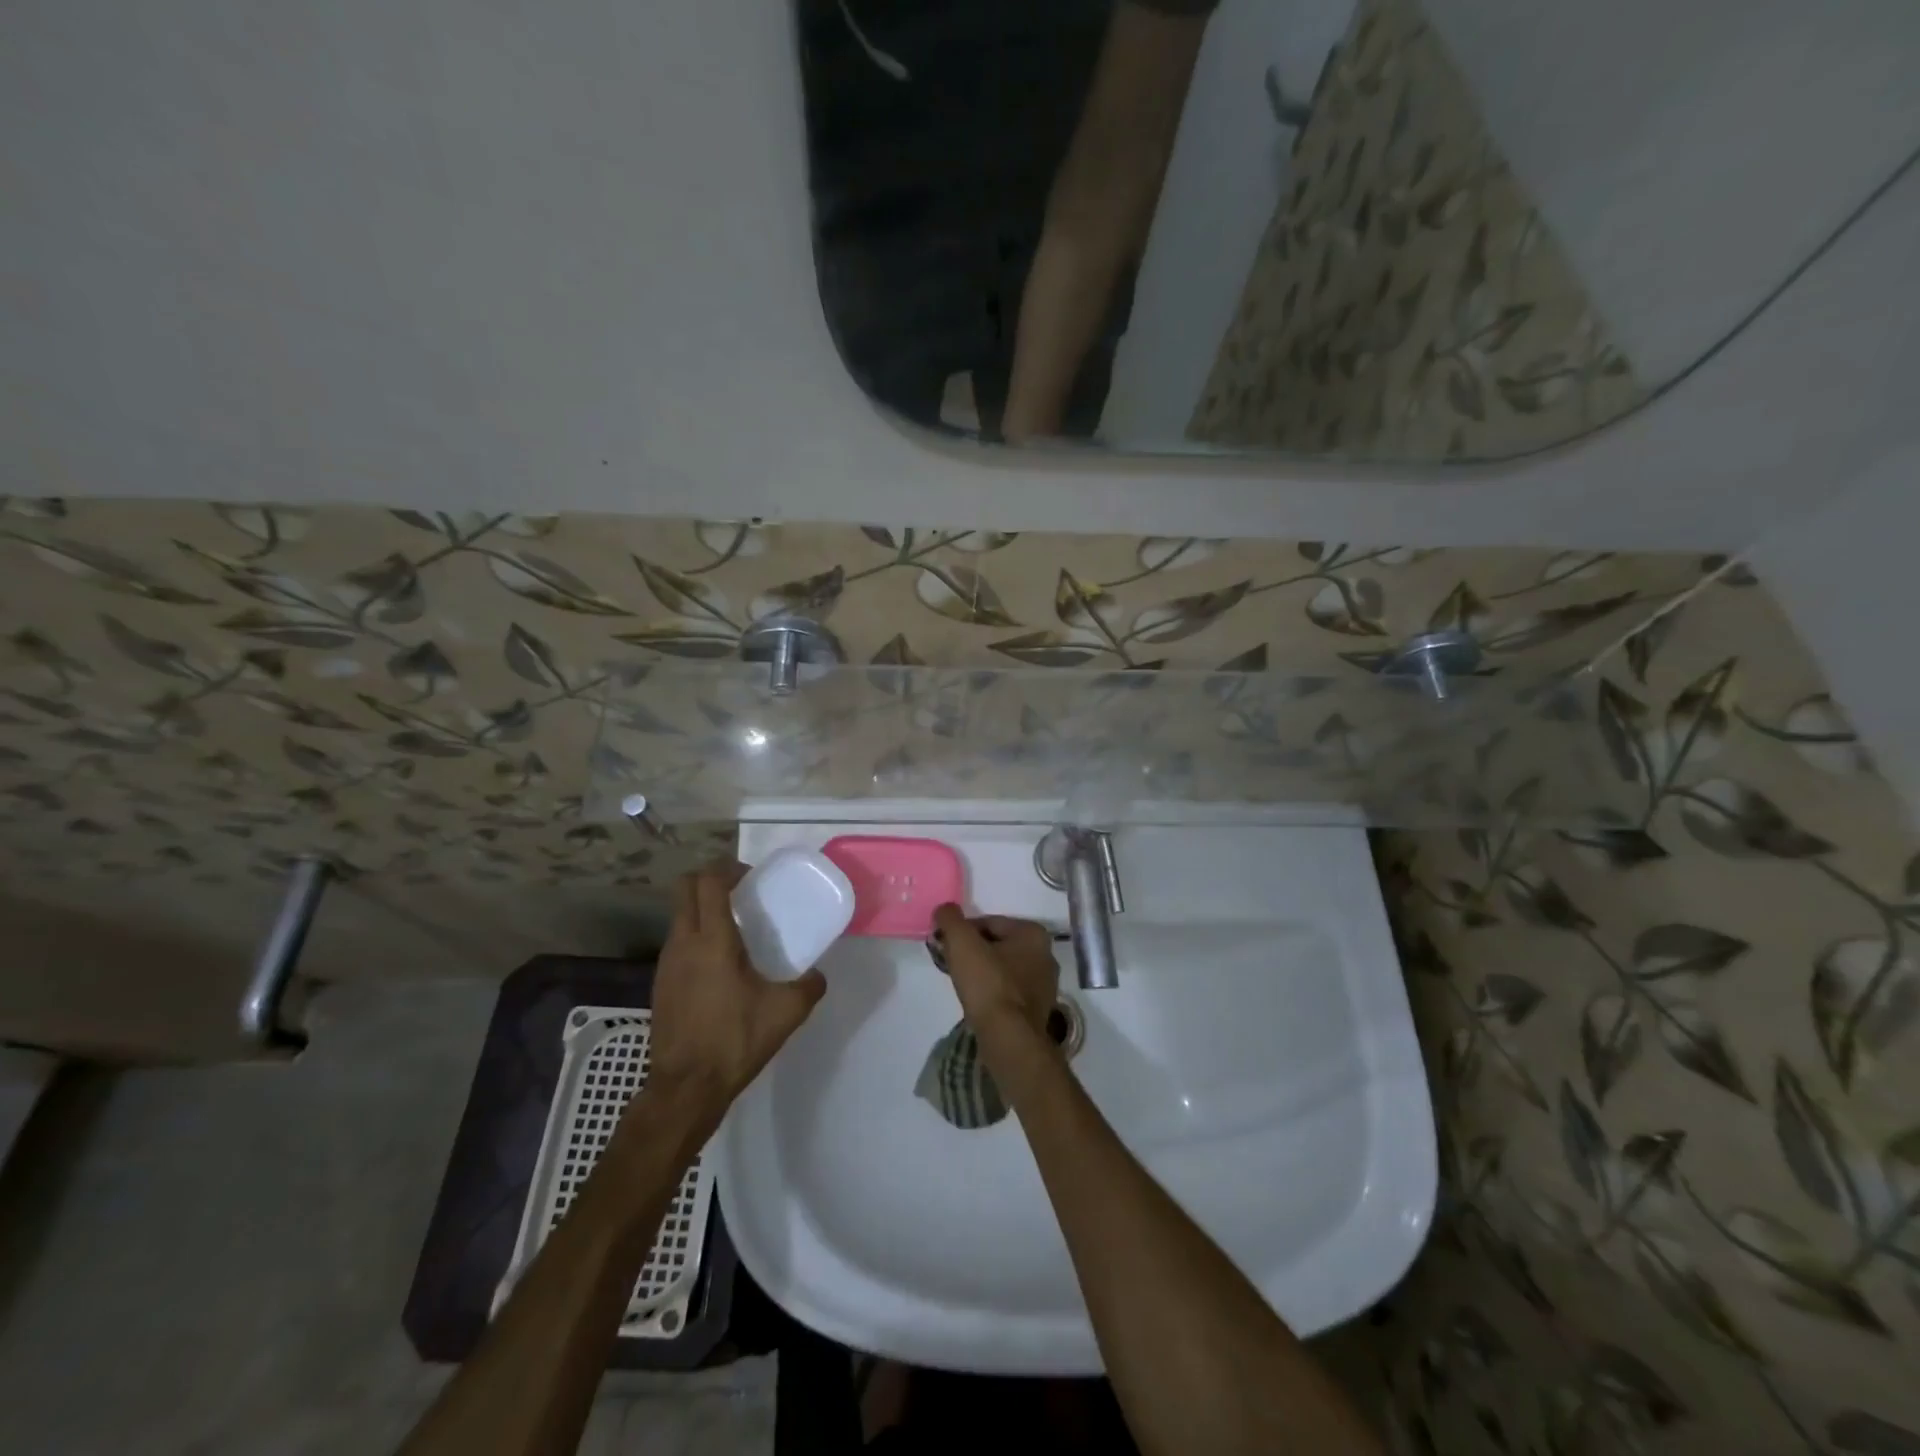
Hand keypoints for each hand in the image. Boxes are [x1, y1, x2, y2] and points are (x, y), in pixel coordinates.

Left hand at [647, 861, 826, 1116]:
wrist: (686, 1088)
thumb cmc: (734, 1040)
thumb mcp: (786, 1012)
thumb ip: (809, 986)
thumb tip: (818, 975)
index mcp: (712, 940)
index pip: (707, 881)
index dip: (727, 868)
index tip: (751, 878)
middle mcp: (682, 943)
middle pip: (684, 889)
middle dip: (710, 880)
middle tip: (741, 894)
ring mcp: (665, 964)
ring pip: (678, 916)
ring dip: (702, 910)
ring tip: (733, 930)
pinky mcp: (660, 985)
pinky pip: (676, 943)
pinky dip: (695, 938)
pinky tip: (719, 966)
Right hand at [930, 906, 1059, 1043]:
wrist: (1009, 1039)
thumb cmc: (988, 985)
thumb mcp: (962, 943)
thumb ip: (951, 919)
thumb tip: (945, 909)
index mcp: (1033, 933)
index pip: (988, 923)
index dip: (962, 933)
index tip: (946, 946)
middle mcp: (1046, 954)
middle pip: (997, 945)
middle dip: (973, 952)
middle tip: (952, 965)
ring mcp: (1045, 985)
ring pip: (1003, 969)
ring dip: (982, 972)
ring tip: (963, 986)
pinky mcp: (1038, 1009)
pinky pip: (1009, 991)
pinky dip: (993, 992)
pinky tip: (979, 1003)